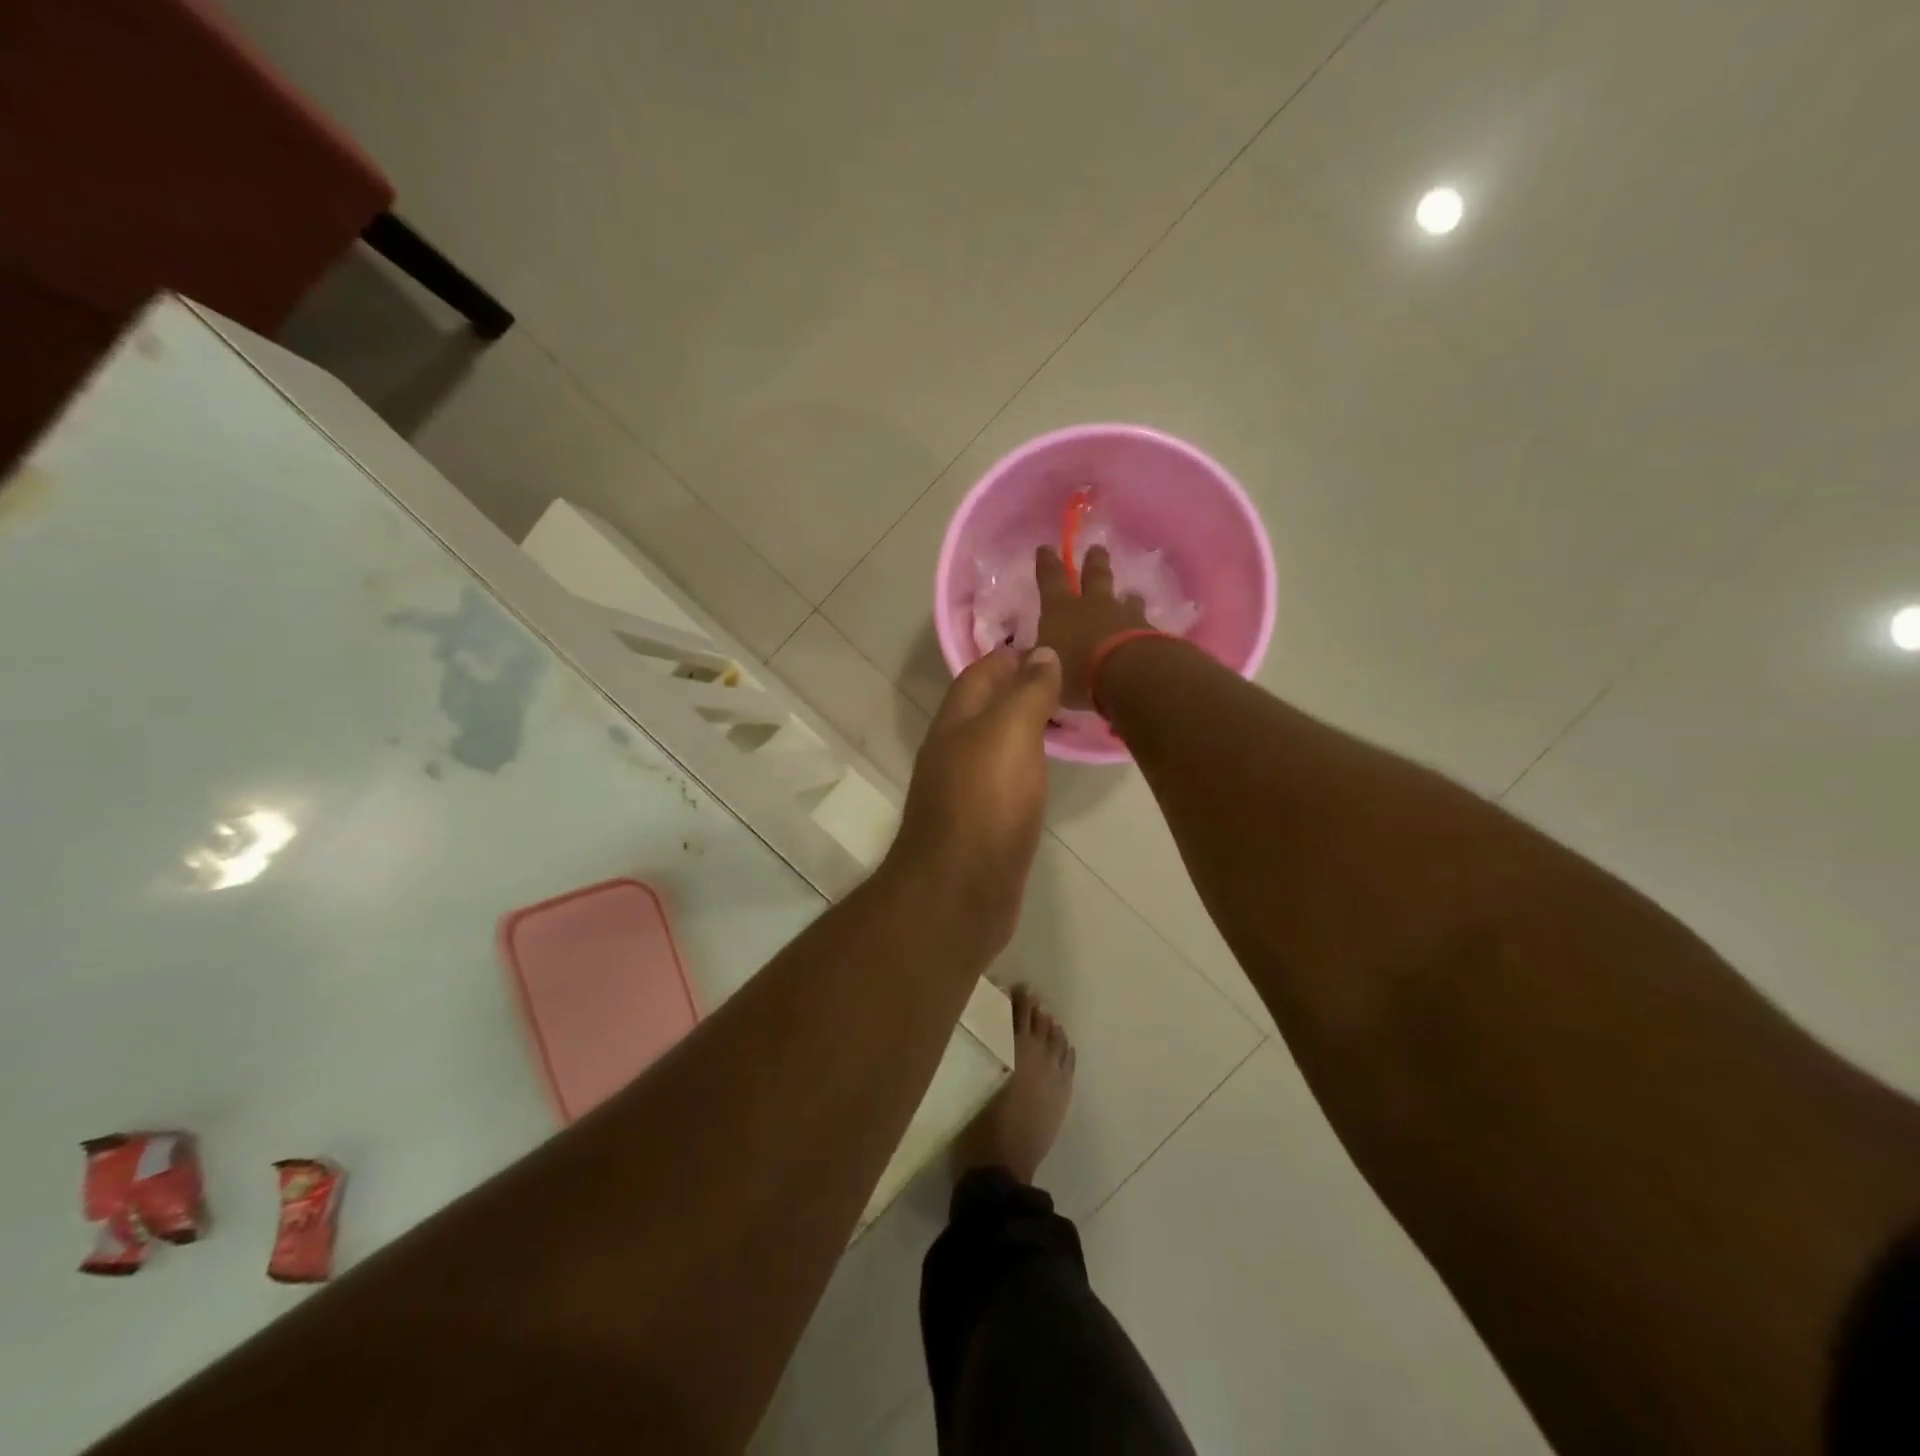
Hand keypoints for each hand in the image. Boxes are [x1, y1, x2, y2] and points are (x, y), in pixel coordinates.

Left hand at [888, 647, 1060, 950]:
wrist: (960, 891)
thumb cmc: (986, 802)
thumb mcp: (1010, 733)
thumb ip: (1027, 691)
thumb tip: (1041, 651)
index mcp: (957, 721)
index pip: (981, 671)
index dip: (1012, 653)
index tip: (1053, 640)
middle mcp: (954, 749)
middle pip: (986, 706)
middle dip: (1020, 686)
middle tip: (1069, 676)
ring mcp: (965, 788)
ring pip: (996, 742)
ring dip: (1024, 724)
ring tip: (1066, 713)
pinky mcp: (981, 822)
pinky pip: (1005, 777)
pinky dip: (1026, 762)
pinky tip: (1047, 767)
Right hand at [1035, 545, 1150, 707]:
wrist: (1128, 675)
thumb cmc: (1076, 671)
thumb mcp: (1047, 672)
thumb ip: (1039, 664)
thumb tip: (1033, 657)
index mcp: (1061, 610)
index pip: (1050, 579)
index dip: (1047, 563)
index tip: (1046, 548)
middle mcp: (1093, 606)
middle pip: (1094, 576)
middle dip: (1094, 561)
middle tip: (1097, 548)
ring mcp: (1124, 616)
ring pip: (1125, 599)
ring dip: (1126, 596)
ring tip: (1130, 593)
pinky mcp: (1148, 633)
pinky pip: (1143, 623)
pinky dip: (1141, 625)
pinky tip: (1144, 630)